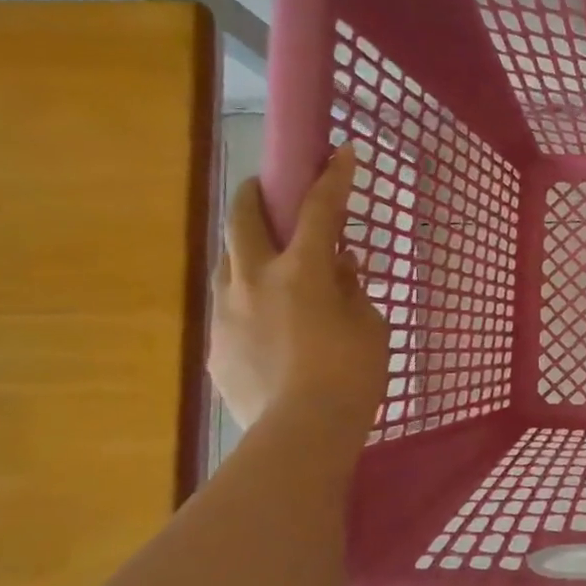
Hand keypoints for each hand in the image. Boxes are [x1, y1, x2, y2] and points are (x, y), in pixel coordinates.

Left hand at [210, 149, 389, 436]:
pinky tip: (268, 326)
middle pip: (244, 219)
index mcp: (301, 271)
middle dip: (256, 193)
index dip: (334, 177)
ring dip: (246, 250)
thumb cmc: (351, 374)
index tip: (341, 152)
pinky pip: (230, 308)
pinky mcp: (216, 345)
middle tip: (266, 187)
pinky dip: (249, 302)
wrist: (301, 433)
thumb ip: (351, 289)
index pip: (320, 209)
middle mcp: (254, 280)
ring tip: (267, 264)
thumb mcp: (369, 325)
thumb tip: (340, 266)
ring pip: (228, 262)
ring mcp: (227, 312)